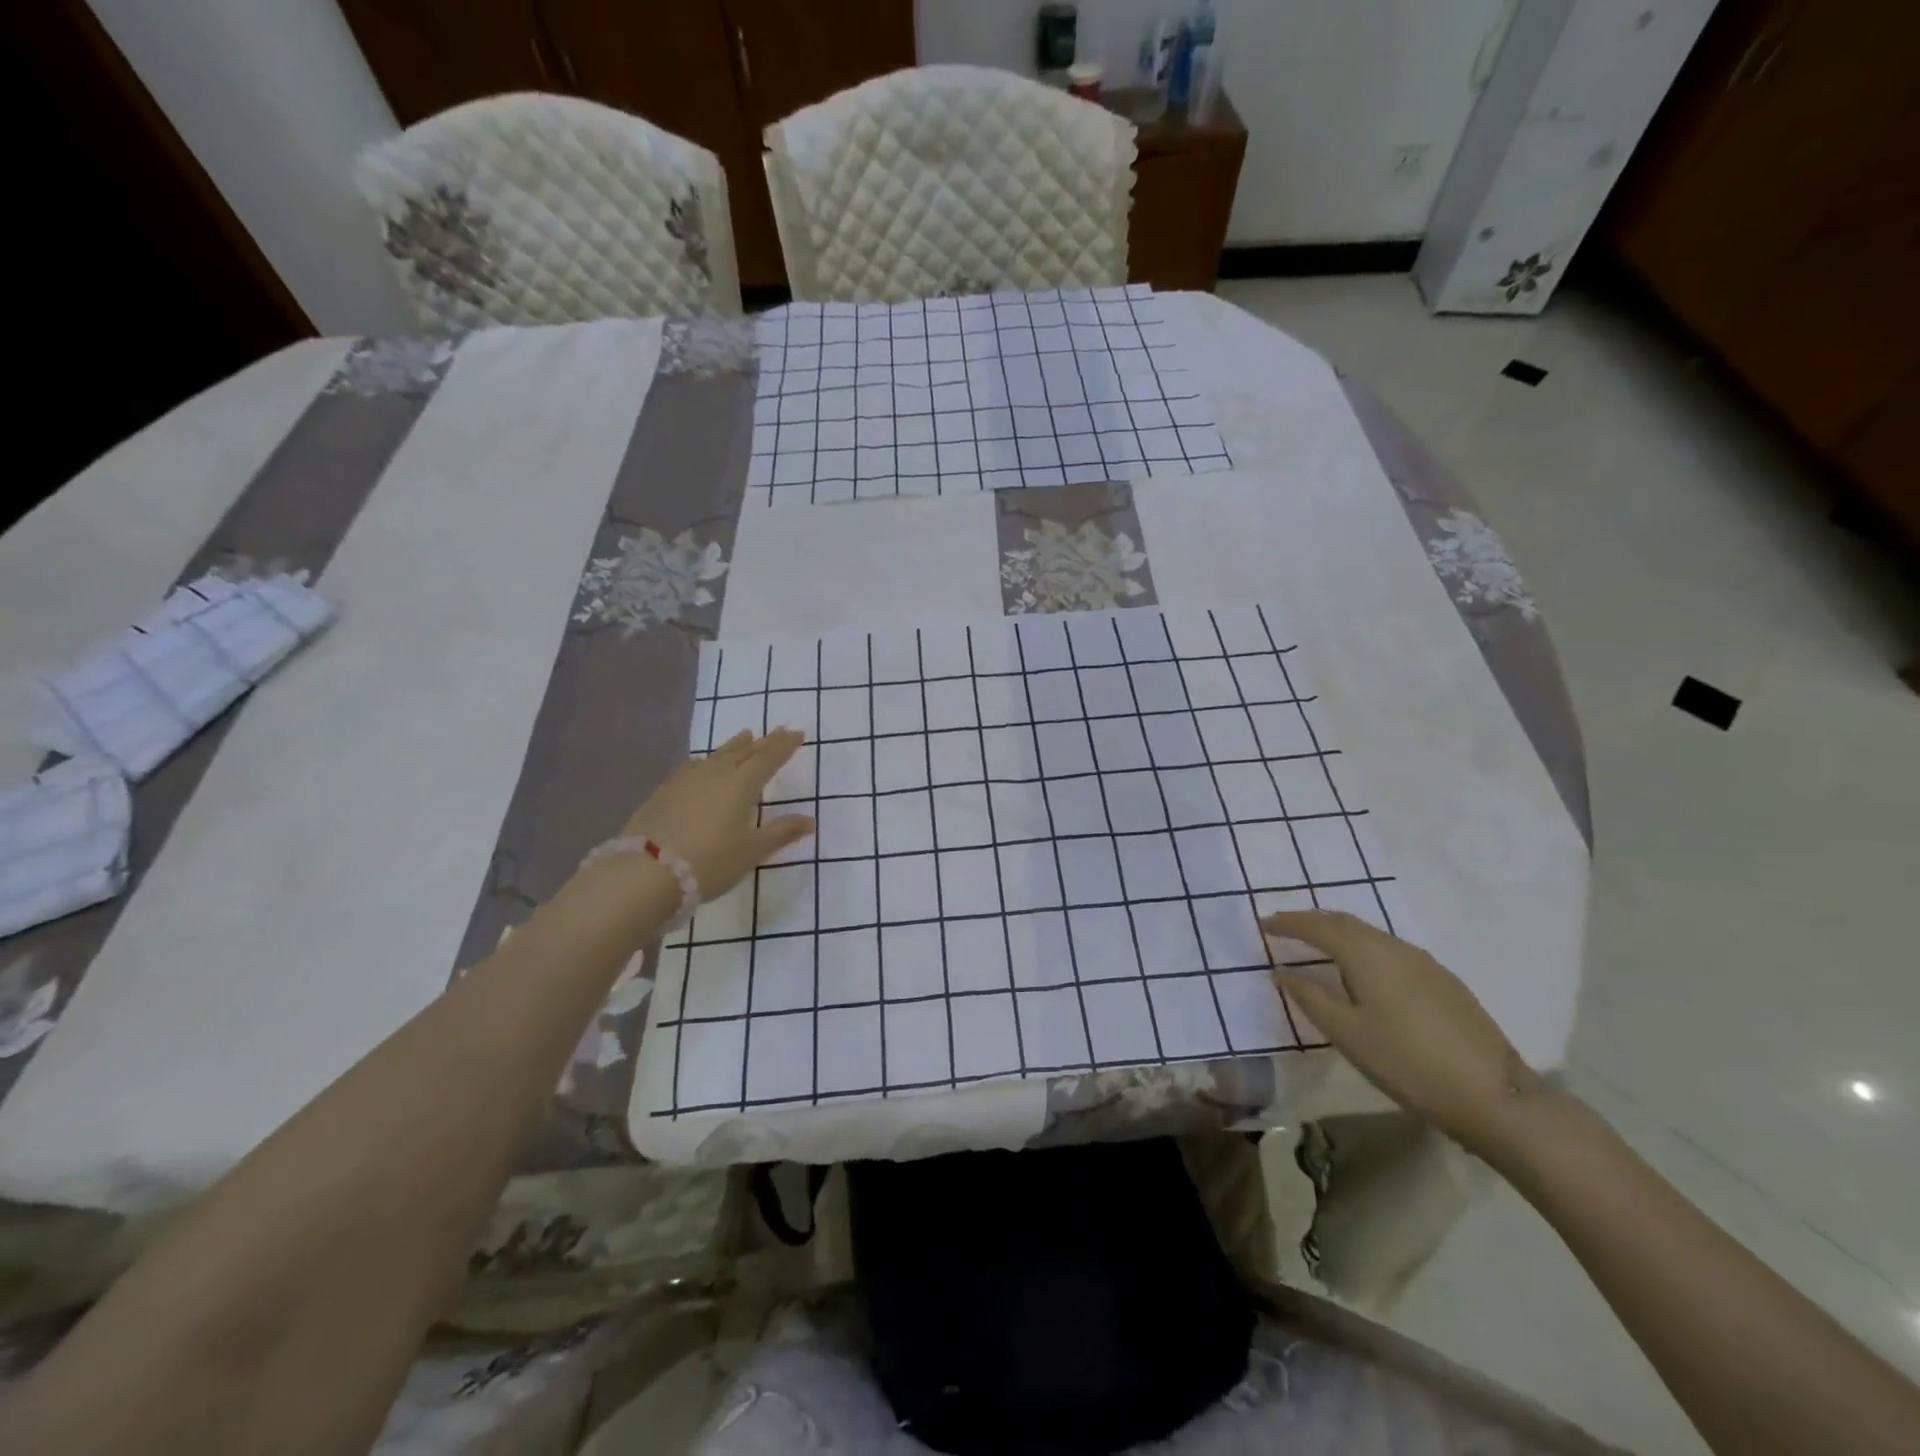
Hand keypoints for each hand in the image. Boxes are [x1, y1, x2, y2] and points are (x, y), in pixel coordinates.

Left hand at [623, 729, 814, 899]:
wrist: (646, 872)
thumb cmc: (709, 862)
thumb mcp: (751, 851)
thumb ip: (781, 832)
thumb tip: (811, 821)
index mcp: (741, 784)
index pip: (767, 758)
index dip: (784, 746)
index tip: (797, 733)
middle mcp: (715, 774)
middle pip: (743, 752)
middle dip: (763, 742)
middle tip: (777, 731)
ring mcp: (686, 780)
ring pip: (716, 756)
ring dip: (734, 746)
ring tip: (745, 737)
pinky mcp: (664, 792)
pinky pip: (693, 766)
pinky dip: (707, 761)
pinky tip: (703, 764)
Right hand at [1262, 910, 1545, 1157]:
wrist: (1494, 1096)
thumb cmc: (1408, 1063)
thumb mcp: (1348, 1034)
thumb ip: (1311, 998)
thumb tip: (1282, 972)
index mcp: (1366, 954)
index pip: (1318, 927)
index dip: (1288, 923)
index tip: (1263, 923)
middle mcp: (1394, 947)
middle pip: (1346, 922)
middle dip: (1313, 921)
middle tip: (1286, 927)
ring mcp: (1424, 963)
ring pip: (1371, 935)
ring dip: (1340, 933)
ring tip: (1318, 946)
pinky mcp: (1443, 981)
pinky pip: (1390, 950)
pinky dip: (1364, 948)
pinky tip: (1363, 971)